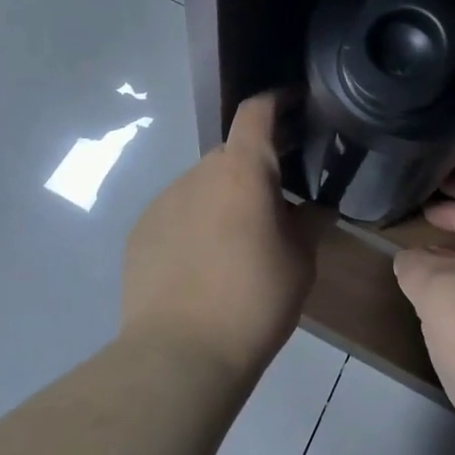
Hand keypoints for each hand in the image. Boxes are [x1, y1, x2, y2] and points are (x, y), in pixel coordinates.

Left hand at [121, 92, 317, 382]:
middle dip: (254, 168)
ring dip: (222, 198)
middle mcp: (199, 173)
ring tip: (236, 242)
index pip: (257, 111)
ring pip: (202, 185)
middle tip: (275, 200)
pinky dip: (194, 223)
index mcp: (242, 170)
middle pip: (231, 154)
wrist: (180, 354)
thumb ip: (309, 222)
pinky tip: (201, 264)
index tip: (295, 102)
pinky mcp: (140, 231)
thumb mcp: (300, 262)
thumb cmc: (254, 301)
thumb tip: (314, 207)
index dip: (277, 99)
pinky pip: (176, 213)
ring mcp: (163, 200)